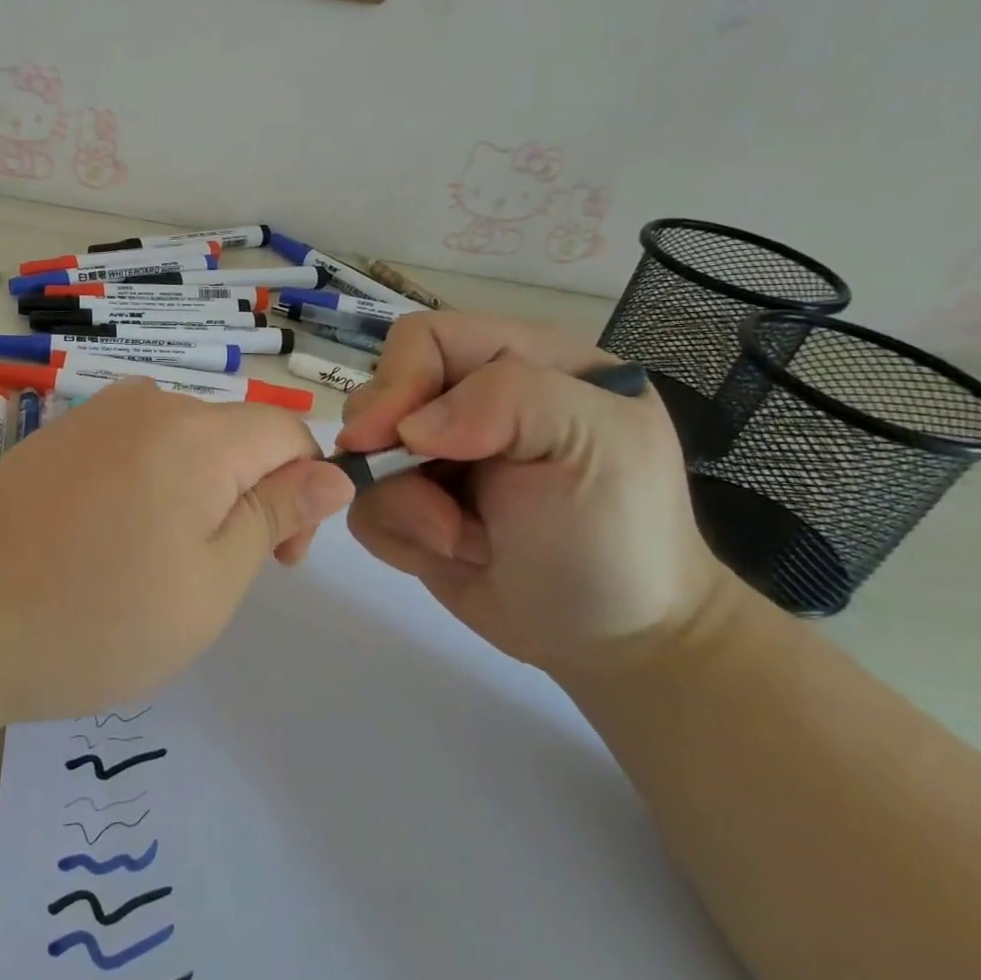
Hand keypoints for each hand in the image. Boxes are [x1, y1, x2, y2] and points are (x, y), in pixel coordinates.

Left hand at [0, 381, 355, 734]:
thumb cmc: (89, 616)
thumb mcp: (209, 584)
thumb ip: (275, 517)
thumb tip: (333, 473)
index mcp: (197, 432)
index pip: (288, 431)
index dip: (303, 492)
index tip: (277, 562)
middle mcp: (147, 403)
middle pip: (234, 438)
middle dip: (246, 500)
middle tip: (205, 581)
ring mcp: (93, 417)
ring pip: (183, 448)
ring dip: (195, 502)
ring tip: (150, 572)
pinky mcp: (56, 439)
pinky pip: (133, 454)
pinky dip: (146, 495)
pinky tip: (104, 550)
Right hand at [337, 312, 730, 673]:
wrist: (614, 640)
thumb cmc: (617, 536)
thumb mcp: (596, 445)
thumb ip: (510, 399)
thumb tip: (406, 428)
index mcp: (524, 361)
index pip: (426, 339)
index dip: (399, 380)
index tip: (391, 438)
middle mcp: (472, 401)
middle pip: (381, 394)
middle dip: (393, 455)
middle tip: (436, 507)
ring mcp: (438, 456)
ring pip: (362, 455)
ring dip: (401, 505)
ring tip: (461, 540)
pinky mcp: (414, 506)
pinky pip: (365, 505)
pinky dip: (396, 535)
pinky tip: (451, 554)